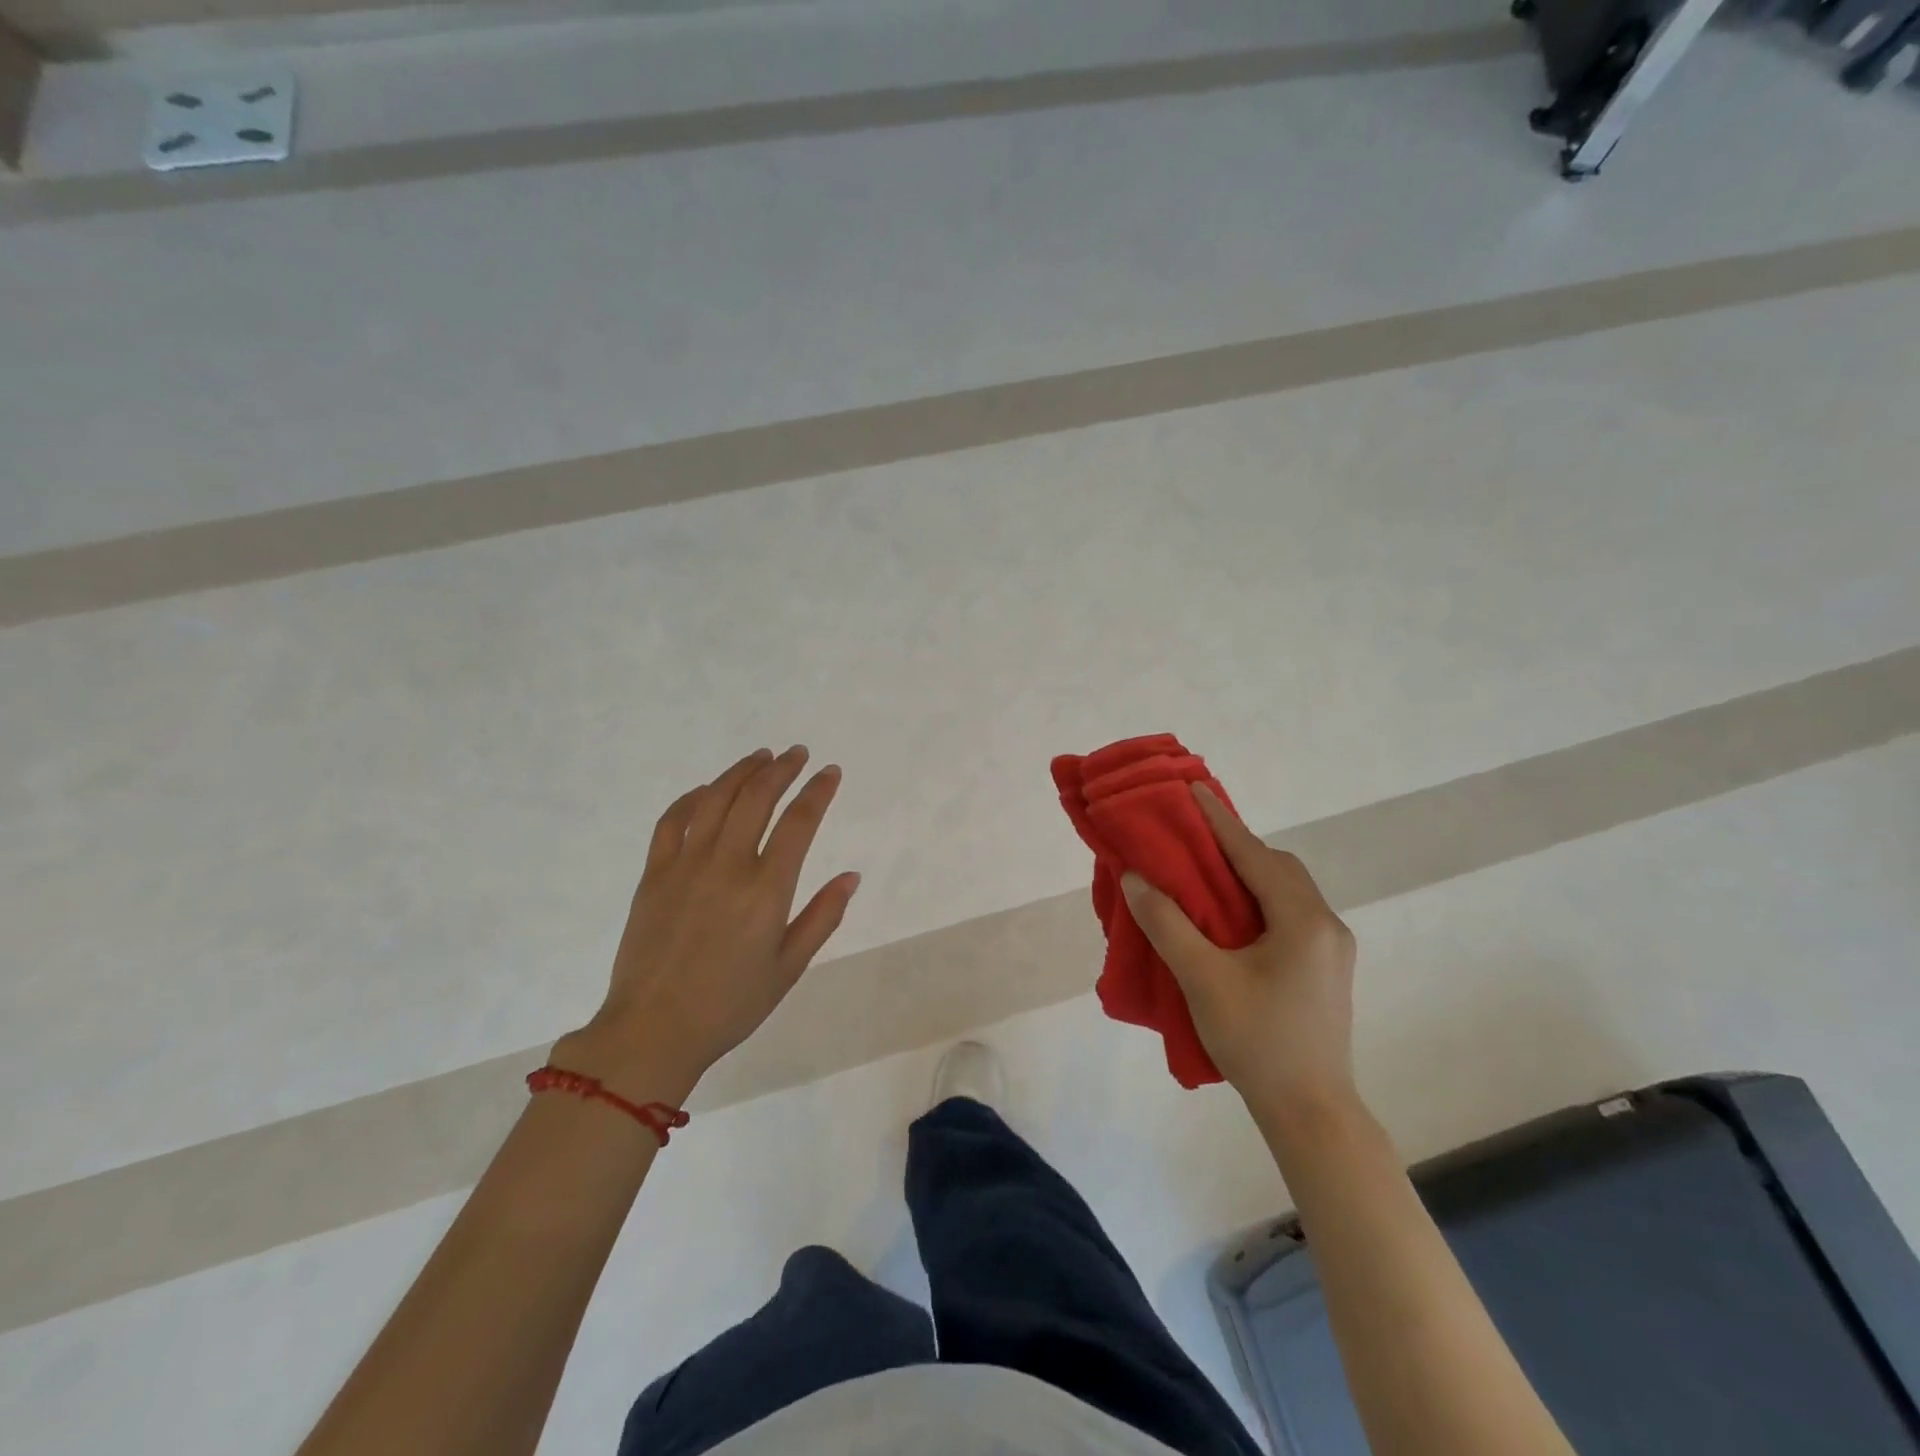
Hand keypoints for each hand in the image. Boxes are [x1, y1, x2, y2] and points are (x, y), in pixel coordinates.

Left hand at [554, 747, 859, 1102]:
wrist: (652, 1030)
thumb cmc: (730, 1004)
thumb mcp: (789, 967)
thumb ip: (822, 917)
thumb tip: (851, 876)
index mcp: (766, 889)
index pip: (799, 822)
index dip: (818, 791)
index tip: (830, 772)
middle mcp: (727, 865)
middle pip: (757, 797)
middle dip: (781, 768)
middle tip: (797, 753)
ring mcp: (685, 865)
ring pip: (715, 799)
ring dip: (741, 772)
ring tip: (760, 757)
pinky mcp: (654, 873)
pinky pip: (672, 820)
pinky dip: (692, 797)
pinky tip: (707, 790)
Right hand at [1122, 785, 1357, 1119]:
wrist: (1311, 1113)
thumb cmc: (1257, 1041)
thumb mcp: (1203, 979)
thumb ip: (1167, 924)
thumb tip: (1137, 879)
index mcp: (1302, 920)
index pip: (1253, 854)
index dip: (1219, 820)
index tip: (1193, 789)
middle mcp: (1326, 925)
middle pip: (1278, 868)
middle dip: (1236, 847)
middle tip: (1193, 842)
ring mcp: (1332, 949)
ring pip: (1287, 892)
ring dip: (1249, 875)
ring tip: (1207, 877)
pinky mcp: (1327, 970)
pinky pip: (1291, 915)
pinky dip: (1260, 901)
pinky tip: (1233, 919)